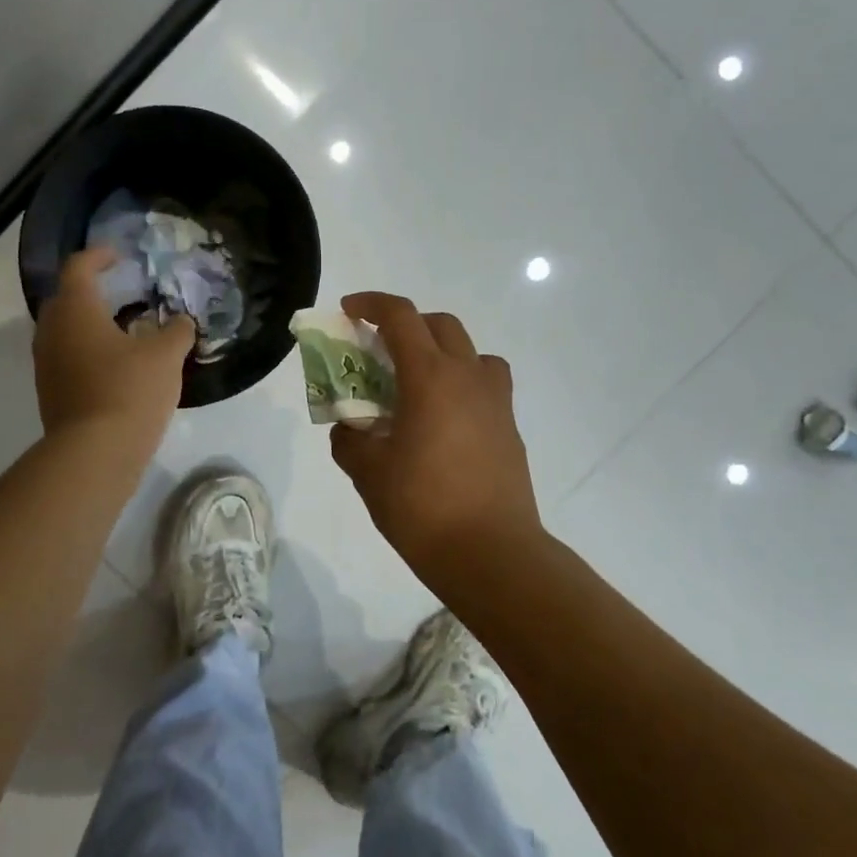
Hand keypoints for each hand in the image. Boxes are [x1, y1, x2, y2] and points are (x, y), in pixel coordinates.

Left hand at [34, 248, 194, 443]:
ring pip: (65, 332)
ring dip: (89, 325)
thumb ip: (177, 331)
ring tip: (123, 332)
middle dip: (91, 291)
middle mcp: (52, 331)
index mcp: (75, 310)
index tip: (118, 255)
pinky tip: (116, 367)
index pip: (79, 268)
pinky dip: (88, 352)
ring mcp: (46, 364)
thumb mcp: (166, 355)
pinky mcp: (50, 393)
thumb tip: (181, 322)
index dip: (98, 256)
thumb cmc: (129, 390)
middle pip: (66, 299)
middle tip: (122, 293)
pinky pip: (67, 359)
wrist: (94, 453)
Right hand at [328, 292, 542, 577]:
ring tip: (416, 384)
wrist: (491, 553)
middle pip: (440, 325)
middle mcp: (468, 377)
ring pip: (471, 352)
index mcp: (430, 377)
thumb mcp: (368, 473)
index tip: (348, 311)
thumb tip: (349, 428)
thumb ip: (350, 440)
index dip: (371, 304)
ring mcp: (496, 402)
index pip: (401, 317)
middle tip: (378, 350)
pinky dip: (460, 384)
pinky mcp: (509, 428)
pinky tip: (442, 422)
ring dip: (441, 352)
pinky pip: (485, 385)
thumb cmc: (423, 508)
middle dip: (406, 325)